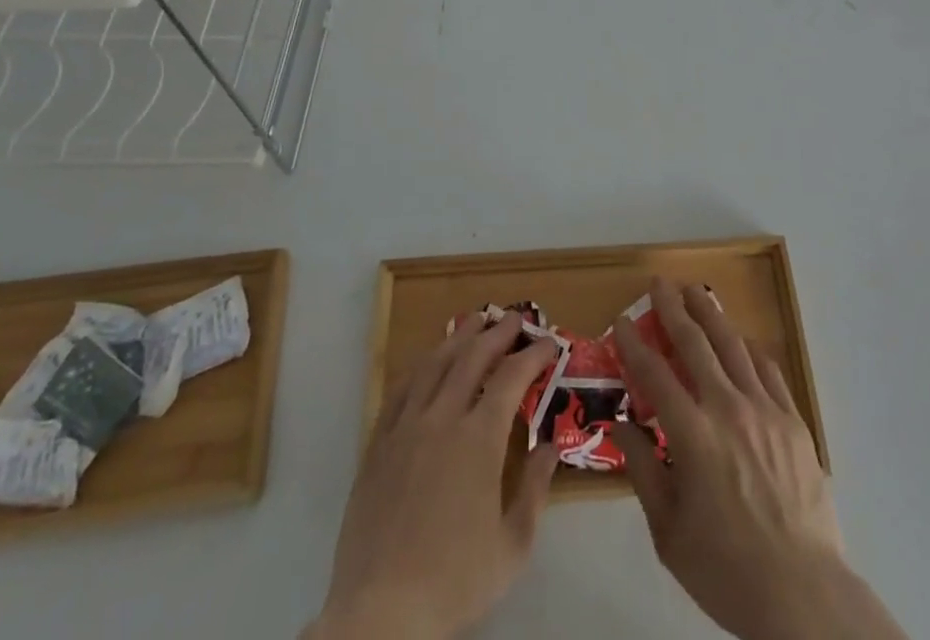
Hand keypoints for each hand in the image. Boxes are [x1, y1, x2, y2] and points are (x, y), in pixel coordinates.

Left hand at [308, 314, 561, 639]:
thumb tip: (550, 447)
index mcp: (479, 439)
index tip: (550, 344)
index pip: (512, 377)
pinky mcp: (379, 445)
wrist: (380, 615)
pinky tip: (429, 360)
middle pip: (472, 357)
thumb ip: (535, 490)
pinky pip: (401, 390)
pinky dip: (421, 365)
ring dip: (459, 337)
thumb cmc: (454, 582)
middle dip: (498, 332)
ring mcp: (406, 428)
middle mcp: (443, 419)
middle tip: (515, 318)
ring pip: (435, 364)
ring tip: (475, 321)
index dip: (533, 355)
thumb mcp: (512, 547)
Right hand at [611, 280, 905, 639]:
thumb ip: (644, 470)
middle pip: (695, 344)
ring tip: (696, 293)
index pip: (654, 375)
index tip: (621, 322)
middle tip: (659, 284)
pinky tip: (741, 340)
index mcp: (693, 435)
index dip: (634, 345)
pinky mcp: (793, 420)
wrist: (802, 594)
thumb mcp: (668, 531)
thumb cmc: (726, 568)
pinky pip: (768, 369)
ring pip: (733, 346)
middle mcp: (728, 408)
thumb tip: (623, 424)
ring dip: (710, 315)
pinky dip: (749, 348)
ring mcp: (765, 410)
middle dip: (673, 309)